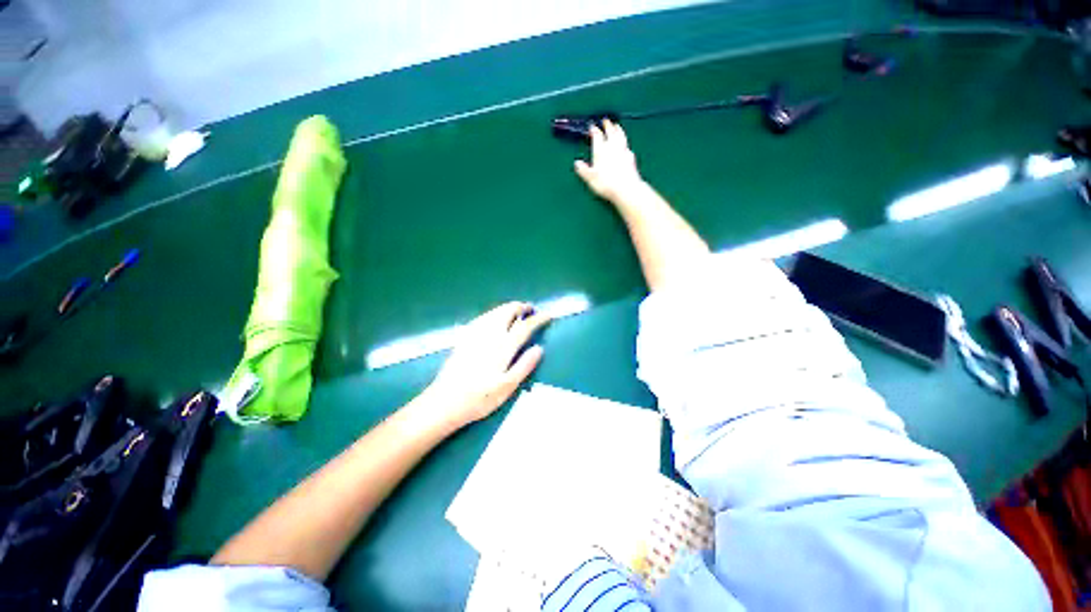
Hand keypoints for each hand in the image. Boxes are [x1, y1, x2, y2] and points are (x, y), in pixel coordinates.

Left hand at [425, 302, 550, 427]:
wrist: (444, 402)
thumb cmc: (479, 398)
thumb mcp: (507, 387)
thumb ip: (524, 366)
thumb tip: (539, 348)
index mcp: (503, 347)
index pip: (524, 326)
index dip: (538, 319)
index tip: (547, 315)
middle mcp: (489, 335)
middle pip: (507, 311)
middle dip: (521, 307)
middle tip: (531, 311)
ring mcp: (475, 334)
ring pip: (494, 311)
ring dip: (508, 307)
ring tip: (516, 312)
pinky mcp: (464, 337)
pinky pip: (483, 317)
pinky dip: (494, 312)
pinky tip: (494, 318)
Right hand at [574, 120, 645, 203]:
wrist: (626, 188)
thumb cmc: (605, 183)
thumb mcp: (590, 178)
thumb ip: (583, 169)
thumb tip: (577, 163)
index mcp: (600, 150)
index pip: (597, 136)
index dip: (594, 130)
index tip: (592, 126)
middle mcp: (612, 147)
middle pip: (610, 132)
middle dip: (607, 125)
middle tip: (606, 120)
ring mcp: (623, 151)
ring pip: (620, 136)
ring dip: (618, 130)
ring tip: (617, 126)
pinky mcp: (631, 158)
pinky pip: (627, 146)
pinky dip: (625, 143)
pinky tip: (625, 146)